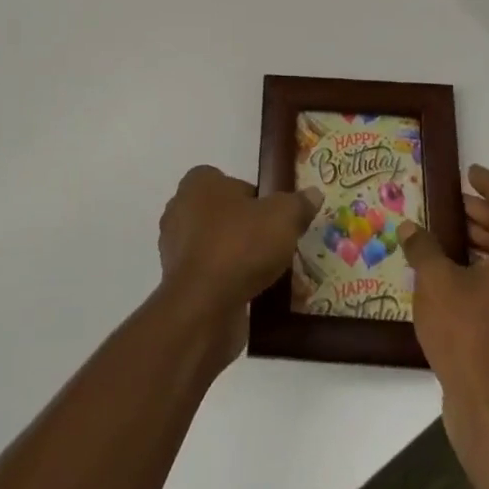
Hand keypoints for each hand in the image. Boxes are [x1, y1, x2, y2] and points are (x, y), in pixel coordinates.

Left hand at [156, 165, 322, 362]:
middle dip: (251, 230)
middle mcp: (180, 210)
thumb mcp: (283, 217)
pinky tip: (258, 296)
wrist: (203, 306)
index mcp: (199, 184)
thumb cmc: (240, 246)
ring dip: (243, 259)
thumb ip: (298, 204)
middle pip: (226, 215)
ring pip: (219, 247)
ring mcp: (176, 248)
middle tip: (279, 246)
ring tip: (275, 276)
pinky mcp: (179, 282)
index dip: (256, 198)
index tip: (276, 217)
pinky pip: (212, 275)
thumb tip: (313, 194)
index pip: (231, 182)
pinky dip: (231, 283)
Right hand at [399, 165, 488, 427]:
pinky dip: (487, 270)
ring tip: (446, 236)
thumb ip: (424, 247)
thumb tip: (410, 228)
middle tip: (452, 205)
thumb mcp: (436, 280)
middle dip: (486, 215)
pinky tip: (453, 276)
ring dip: (485, 243)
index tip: (470, 174)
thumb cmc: (468, 332)